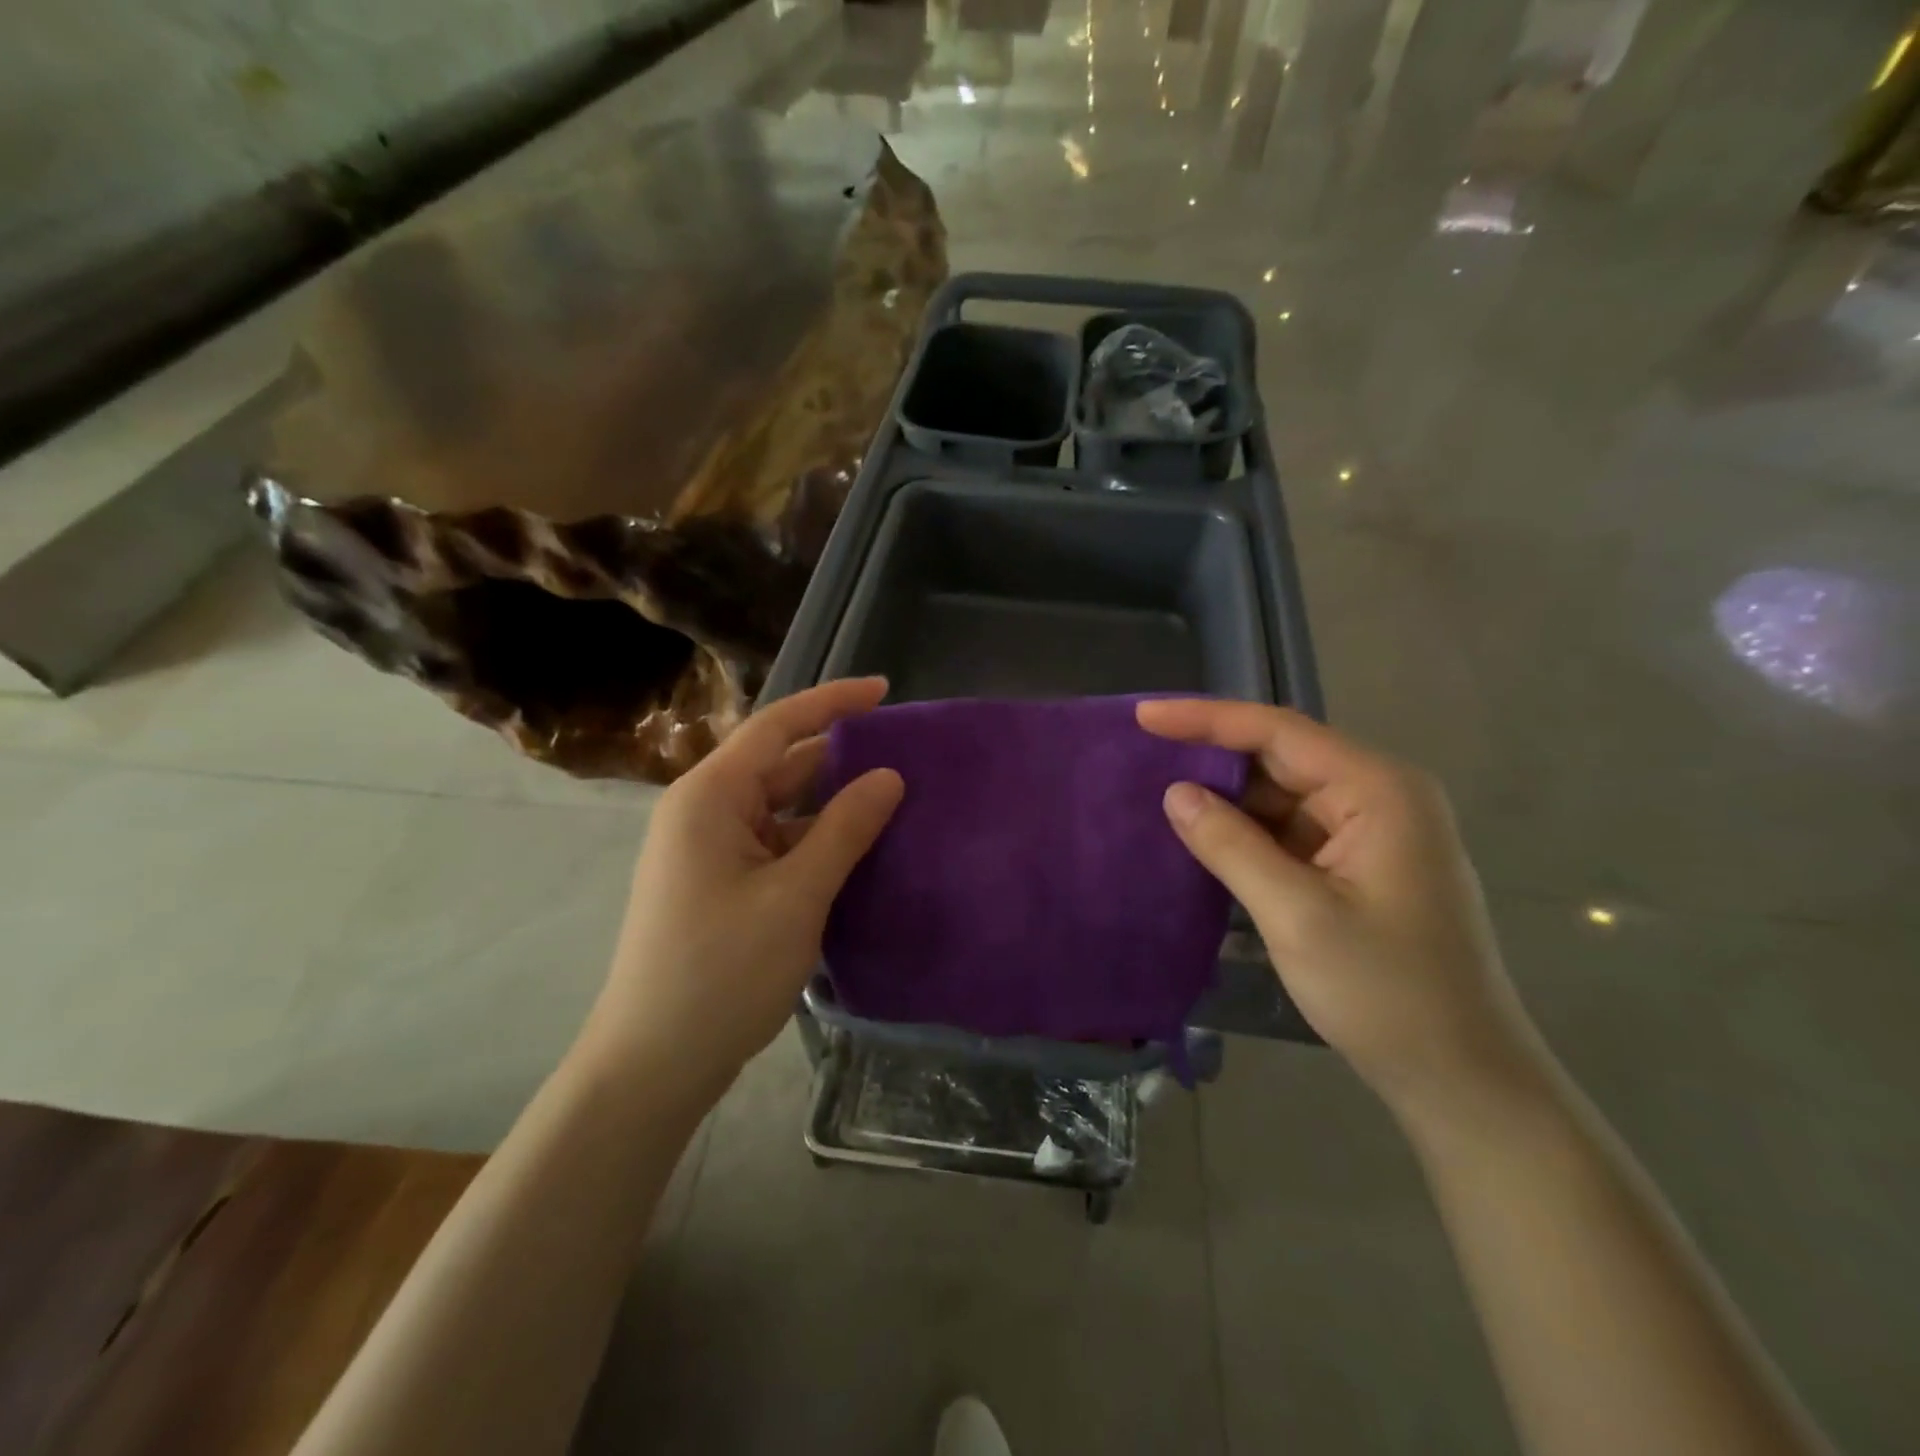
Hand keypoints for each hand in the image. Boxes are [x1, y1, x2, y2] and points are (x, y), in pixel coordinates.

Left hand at [581, 678, 903, 1096]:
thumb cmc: (722, 971)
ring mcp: (709, 849)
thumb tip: (889, 776)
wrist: (654, 1063)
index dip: (833, 701)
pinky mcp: (720, 883)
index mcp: (711, 796)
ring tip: (896, 800)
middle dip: (840, 756)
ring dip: (832, 804)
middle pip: (781, 764)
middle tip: (906, 753)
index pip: (779, 725)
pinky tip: (860, 852)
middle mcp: (705, 811)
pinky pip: (776, 843)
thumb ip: (845, 829)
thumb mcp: (796, 895)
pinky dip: (816, 841)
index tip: (886, 690)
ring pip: (781, 808)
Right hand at [1137, 699, 1551, 1121]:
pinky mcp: (1357, 865)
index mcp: (1377, 791)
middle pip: (1280, 757)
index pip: (1277, 731)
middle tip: (1141, 755)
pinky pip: (1289, 831)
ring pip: (1280, 796)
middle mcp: (1378, 797)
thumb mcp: (1296, 915)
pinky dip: (1245, 834)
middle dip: (1211, 755)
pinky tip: (1200, 838)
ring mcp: (1370, 832)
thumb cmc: (1386, 993)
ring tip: (1156, 795)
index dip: (1205, 718)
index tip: (1144, 715)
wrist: (1462, 1078)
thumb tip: (1175, 792)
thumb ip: (1230, 845)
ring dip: (1225, 799)